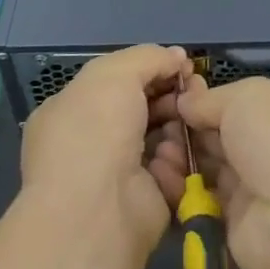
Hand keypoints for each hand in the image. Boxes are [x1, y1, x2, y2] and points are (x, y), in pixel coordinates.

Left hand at [20, 45, 193, 258]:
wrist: (96, 211)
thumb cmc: (94, 132)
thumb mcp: (114, 74)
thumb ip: (147, 57)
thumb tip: (177, 57)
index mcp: (73, 111)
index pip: (116, 82)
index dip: (150, 70)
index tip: (181, 65)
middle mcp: (93, 142)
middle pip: (144, 109)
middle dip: (172, 96)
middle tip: (196, 89)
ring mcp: (119, 174)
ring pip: (163, 138)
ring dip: (179, 126)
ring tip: (191, 120)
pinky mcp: (147, 201)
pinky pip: (173, 172)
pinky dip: (177, 162)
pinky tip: (175, 157)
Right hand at [173, 75, 269, 268]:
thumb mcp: (249, 98)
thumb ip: (212, 99)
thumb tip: (186, 101)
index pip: (241, 99)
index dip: (207, 97)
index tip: (173, 96)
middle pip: (222, 130)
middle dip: (189, 125)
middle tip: (156, 121)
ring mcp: (257, 183)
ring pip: (210, 163)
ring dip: (181, 154)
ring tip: (156, 148)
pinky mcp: (236, 219)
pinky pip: (202, 196)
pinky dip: (179, 184)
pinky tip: (158, 172)